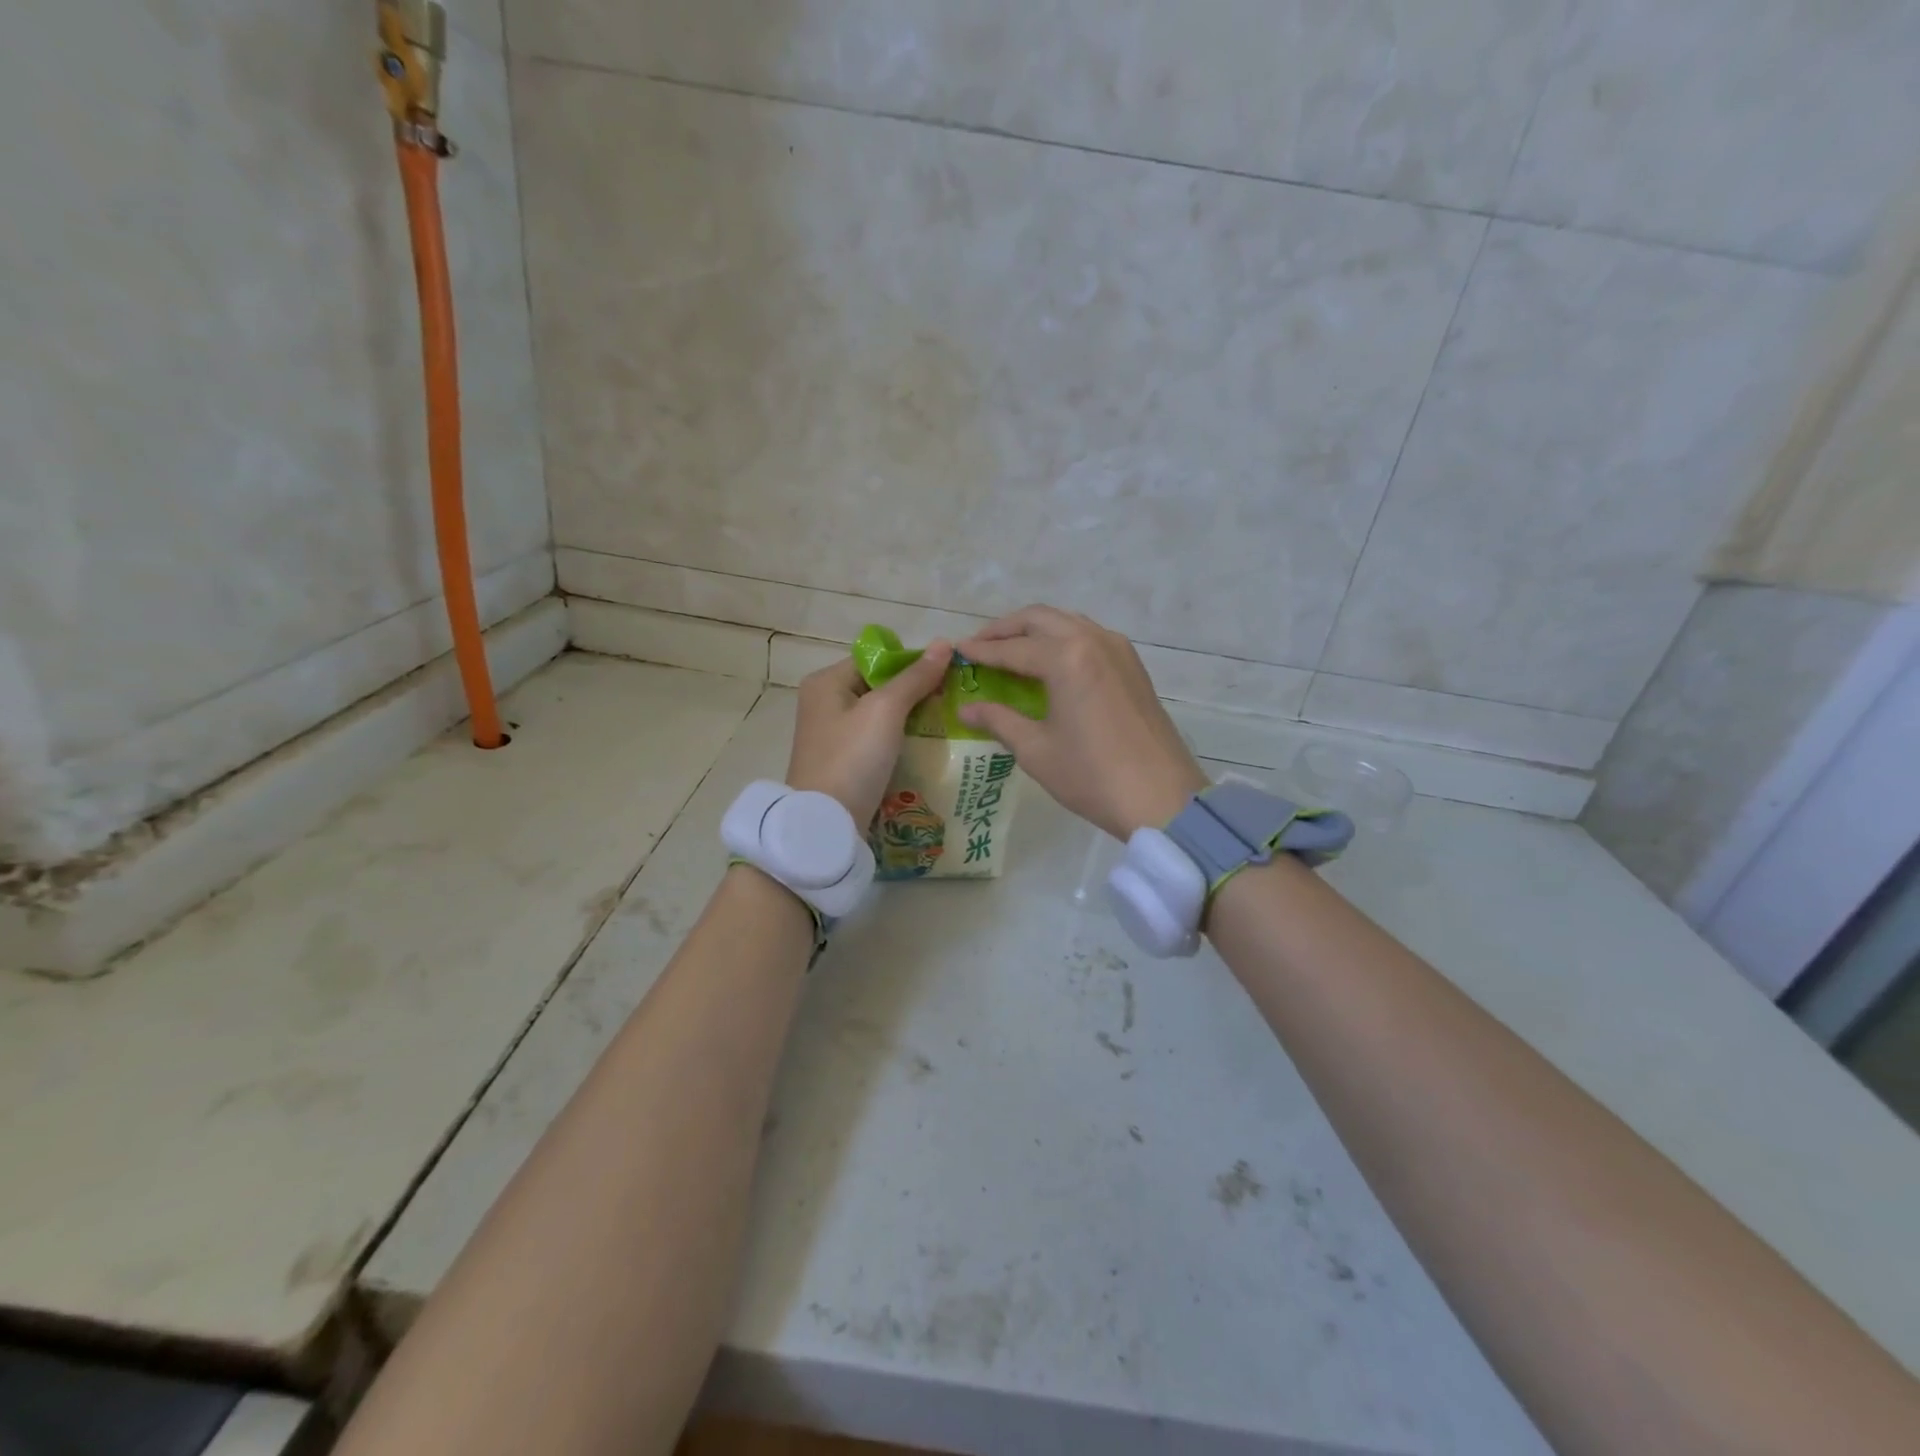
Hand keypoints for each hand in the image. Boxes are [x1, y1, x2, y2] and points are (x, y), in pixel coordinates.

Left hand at [787, 644, 953, 824]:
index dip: (912, 663)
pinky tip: (927, 745)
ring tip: (948, 721)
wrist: (826, 823)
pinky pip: (878, 740)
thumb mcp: (886, 711)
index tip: (948, 676)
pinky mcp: (844, 762)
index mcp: (826, 682)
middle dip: (916, 692)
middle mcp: (825, 703)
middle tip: (953, 700)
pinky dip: (901, 740)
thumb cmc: (853, 758)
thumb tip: (944, 644)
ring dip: (912, 717)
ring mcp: (833, 735)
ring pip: (882, 715)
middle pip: (880, 686)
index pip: (877, 658)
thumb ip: (915, 678)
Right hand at [955, 606, 1206, 839]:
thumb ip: (999, 721)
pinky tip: (1050, 662)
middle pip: (1040, 619)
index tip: (957, 651)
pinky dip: (1062, 639)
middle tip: (980, 646)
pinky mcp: (1132, 665)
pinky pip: (1089, 636)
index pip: (1012, 648)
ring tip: (1010, 651)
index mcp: (1066, 658)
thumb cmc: (1091, 776)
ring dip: (1035, 630)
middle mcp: (1092, 640)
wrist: (1161, 798)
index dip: (981, 651)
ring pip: (1067, 622)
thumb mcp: (1036, 749)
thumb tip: (967, 709)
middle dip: (1006, 629)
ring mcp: (1118, 649)